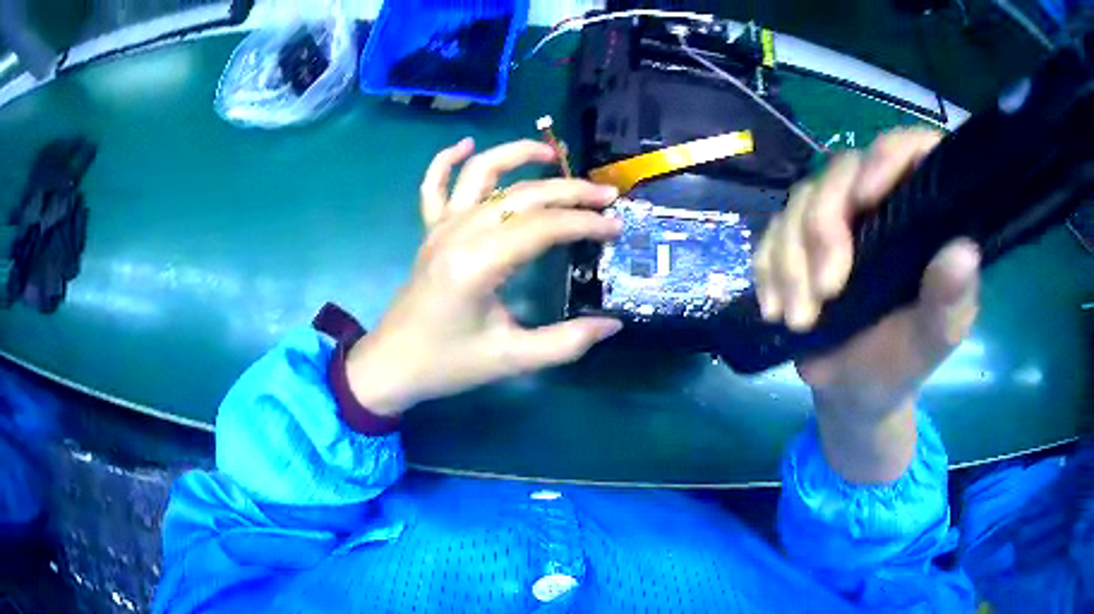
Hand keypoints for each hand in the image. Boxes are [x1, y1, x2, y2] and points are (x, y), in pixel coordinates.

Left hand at [345, 138, 622, 415]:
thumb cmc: (448, 364)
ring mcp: (440, 228)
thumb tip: (612, 324)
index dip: (584, 223)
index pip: (542, 226)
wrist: (392, 366)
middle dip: (569, 191)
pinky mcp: (429, 232)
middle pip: (521, 195)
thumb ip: (566, 342)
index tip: (615, 228)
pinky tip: (466, 144)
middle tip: (606, 196)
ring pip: (479, 173)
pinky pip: (434, 186)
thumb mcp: (512, 359)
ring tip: (551, 152)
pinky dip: (446, 160)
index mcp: (478, 263)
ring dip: (515, 155)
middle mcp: (459, 233)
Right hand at [754, 128, 980, 481]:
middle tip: (825, 293)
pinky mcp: (799, 238)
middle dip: (824, 229)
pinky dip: (767, 268)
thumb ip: (949, 301)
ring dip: (791, 260)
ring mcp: (837, 217)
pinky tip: (775, 308)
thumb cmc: (900, 363)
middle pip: (843, 171)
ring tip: (800, 318)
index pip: (913, 150)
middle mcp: (881, 202)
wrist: (851, 389)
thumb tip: (964, 251)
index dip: (887, 157)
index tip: (865, 200)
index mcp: (923, 217)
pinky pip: (771, 230)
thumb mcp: (930, 342)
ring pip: (801, 199)